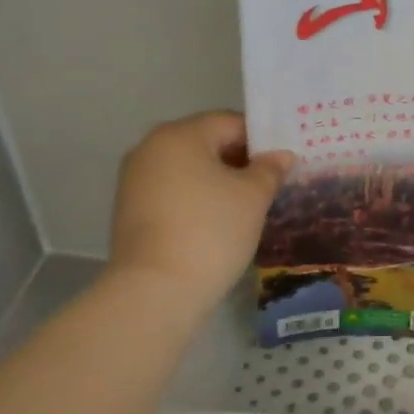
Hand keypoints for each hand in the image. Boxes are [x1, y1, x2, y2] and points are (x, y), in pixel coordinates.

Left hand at [107, 111, 293, 308]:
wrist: (155, 291)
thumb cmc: (211, 231)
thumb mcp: (253, 197)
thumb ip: (270, 169)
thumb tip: (281, 155)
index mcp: (180, 134)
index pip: (231, 122)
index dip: (262, 140)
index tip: (283, 164)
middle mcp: (150, 148)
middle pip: (207, 143)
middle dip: (240, 161)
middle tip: (271, 185)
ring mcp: (135, 180)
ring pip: (189, 169)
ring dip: (218, 181)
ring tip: (247, 207)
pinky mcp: (130, 210)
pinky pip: (173, 192)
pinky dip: (197, 200)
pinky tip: (217, 223)